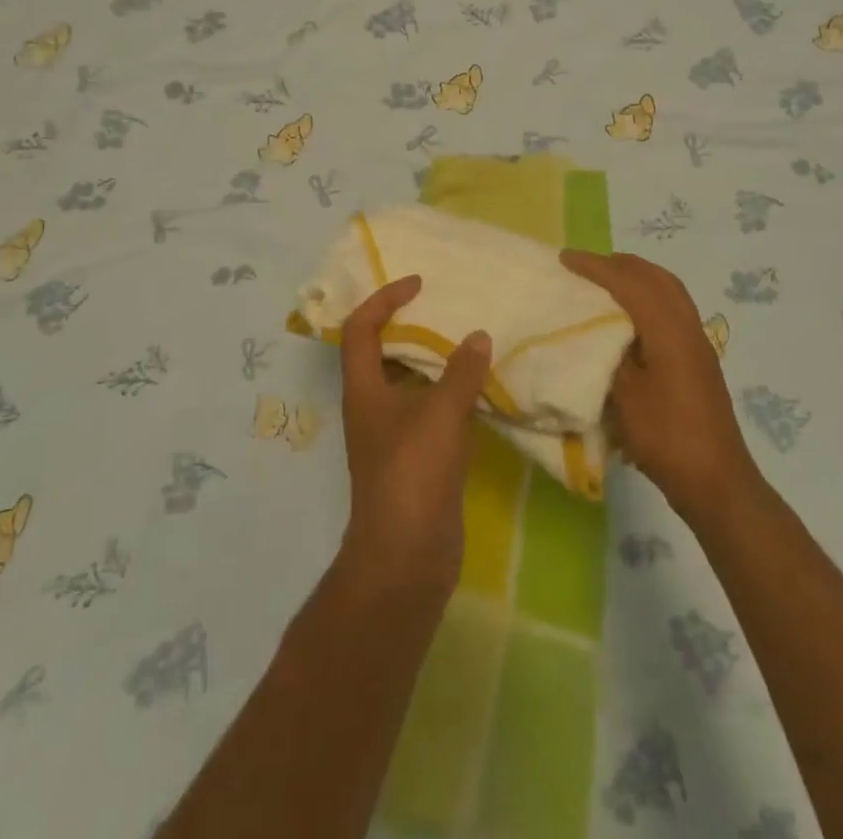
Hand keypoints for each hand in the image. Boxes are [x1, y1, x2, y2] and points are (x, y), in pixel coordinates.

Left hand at [337, 274, 491, 598]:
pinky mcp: (417, 460)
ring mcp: (394, 436)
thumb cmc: (412, 475)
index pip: (361, 329)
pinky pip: (432, 413)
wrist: (406, 558)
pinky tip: (481, 389)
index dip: (384, 299)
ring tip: (469, 339)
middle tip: (447, 307)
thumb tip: (478, 336)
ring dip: (435, 361)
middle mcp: (373, 407)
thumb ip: (461, 373)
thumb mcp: (439, 415)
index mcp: (364, 390)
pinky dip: (452, 395)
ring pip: (411, 384)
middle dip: (411, 326)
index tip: (418, 284)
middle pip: (384, 353)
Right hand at [560, 250, 757, 522]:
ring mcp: (698, 342)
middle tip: (585, 265)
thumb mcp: (624, 396)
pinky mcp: (699, 359)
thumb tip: (594, 333)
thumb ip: (609, 355)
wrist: (716, 481)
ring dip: (637, 278)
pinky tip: (629, 317)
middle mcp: (688, 326)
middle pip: (655, 277)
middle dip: (619, 264)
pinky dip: (648, 297)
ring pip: (668, 291)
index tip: (564, 258)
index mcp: (669, 330)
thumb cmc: (665, 437)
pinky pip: (673, 308)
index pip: (629, 283)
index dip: (595, 267)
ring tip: (605, 282)